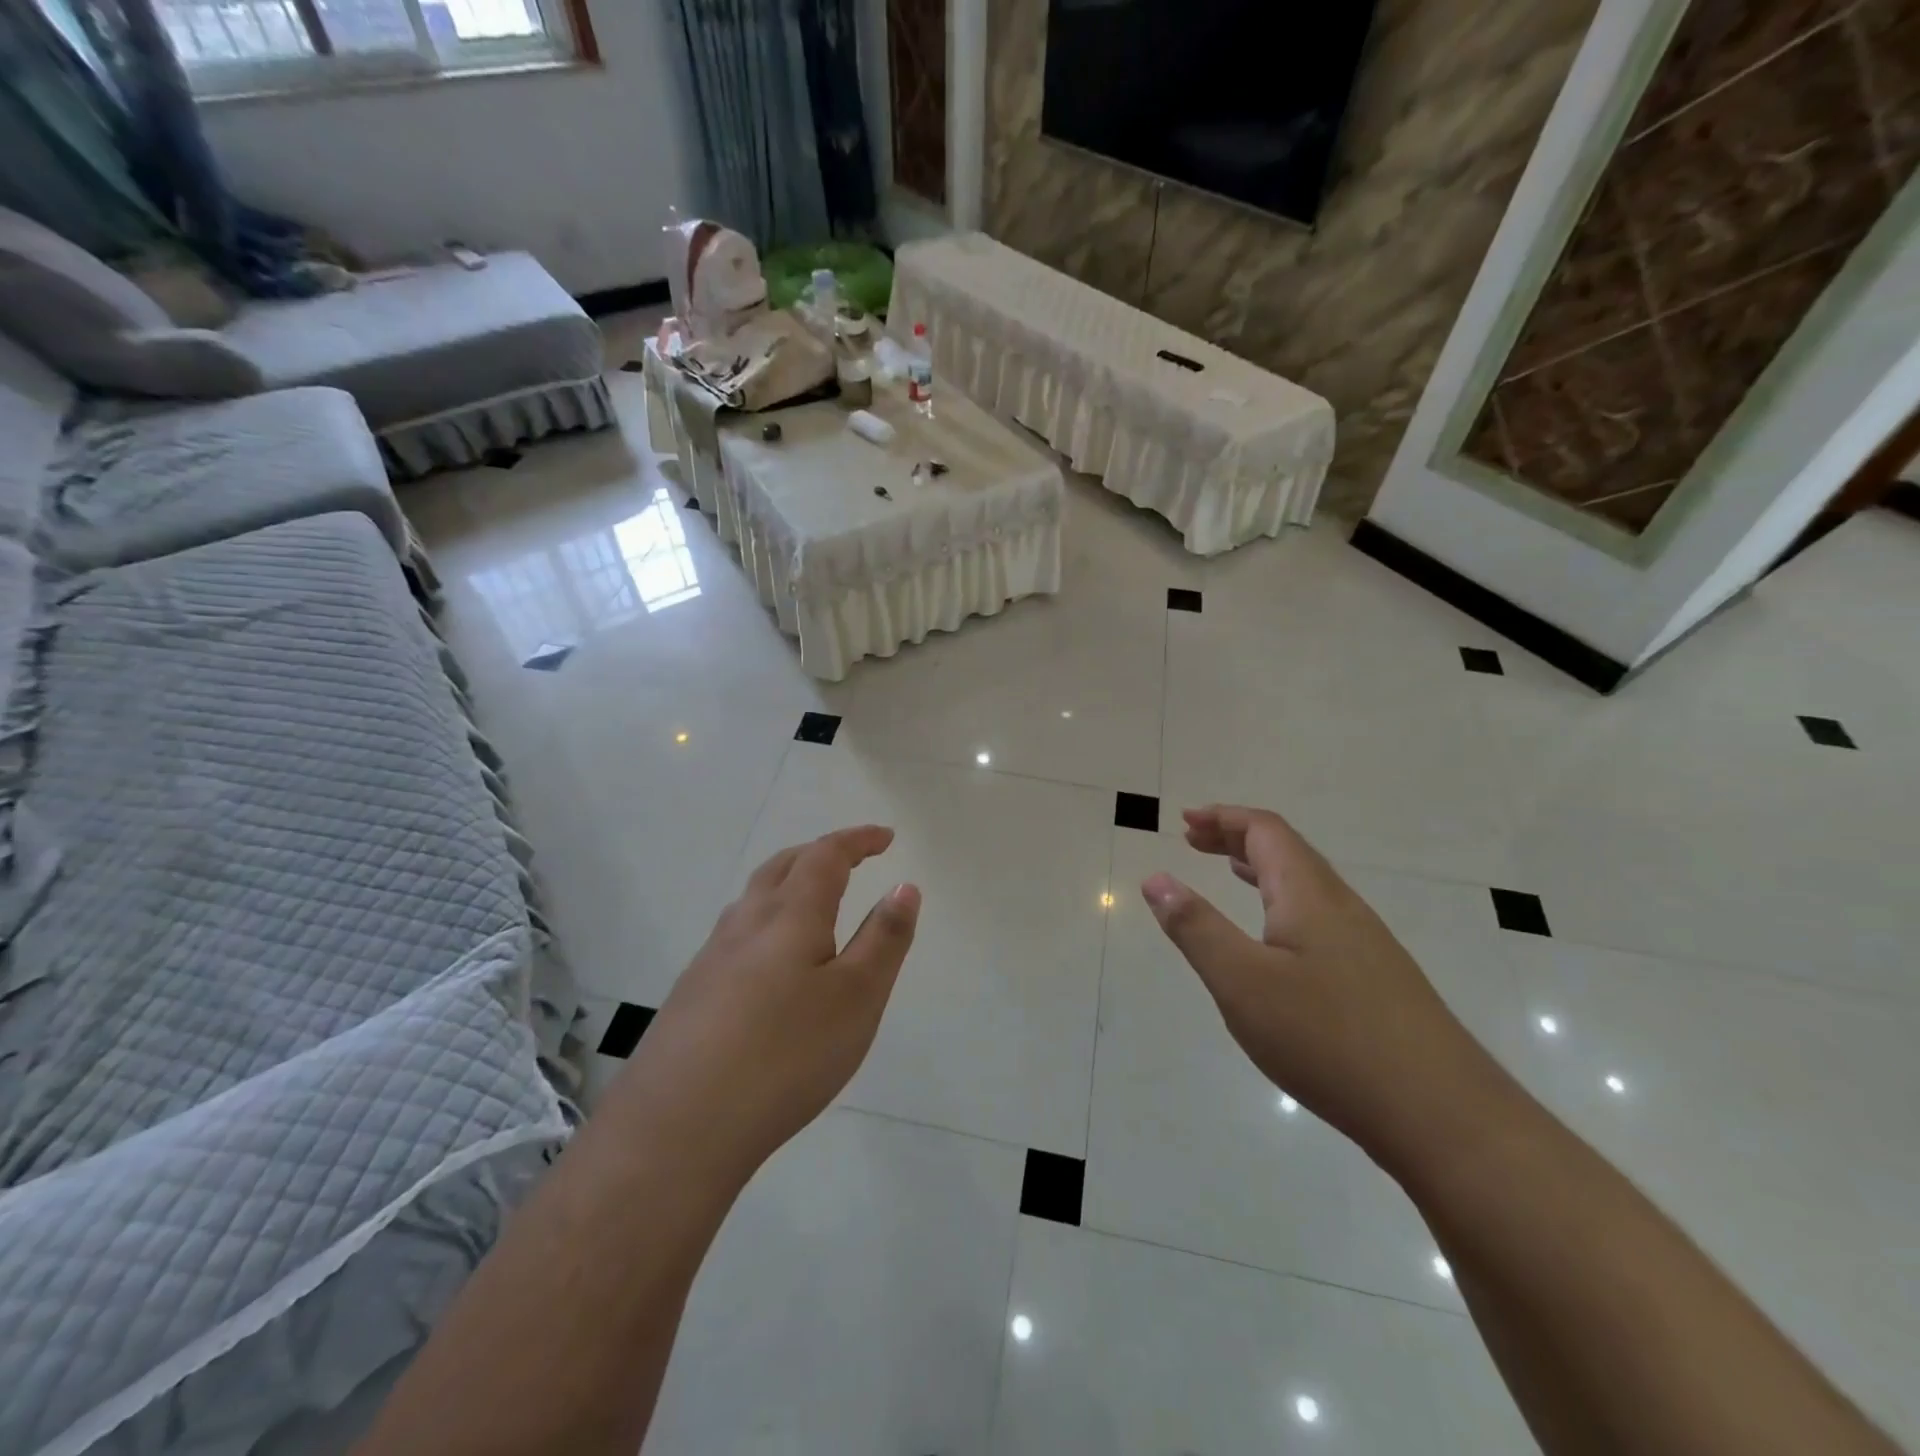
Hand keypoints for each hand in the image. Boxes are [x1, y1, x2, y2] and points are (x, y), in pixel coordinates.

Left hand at [622, 825, 920, 1185]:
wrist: (677, 1127)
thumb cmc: (786, 1055)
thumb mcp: (857, 997)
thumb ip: (884, 938)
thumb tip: (904, 885)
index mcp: (790, 915)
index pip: (826, 855)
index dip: (857, 840)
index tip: (886, 837)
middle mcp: (745, 924)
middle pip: (782, 866)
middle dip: (820, 853)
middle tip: (851, 859)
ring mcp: (711, 958)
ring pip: (753, 899)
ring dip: (788, 884)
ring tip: (812, 903)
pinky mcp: (691, 994)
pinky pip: (737, 935)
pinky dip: (766, 922)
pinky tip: (770, 964)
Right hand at [1141, 805, 1494, 1159]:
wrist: (1442, 1116)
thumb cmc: (1328, 1039)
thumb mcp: (1242, 982)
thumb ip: (1196, 928)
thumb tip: (1155, 879)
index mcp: (1310, 895)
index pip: (1265, 831)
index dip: (1223, 818)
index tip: (1184, 820)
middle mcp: (1341, 907)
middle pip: (1287, 851)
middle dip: (1236, 838)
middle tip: (1192, 839)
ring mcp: (1366, 944)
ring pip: (1306, 885)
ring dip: (1260, 869)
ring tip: (1227, 872)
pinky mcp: (1376, 980)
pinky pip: (1319, 917)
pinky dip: (1282, 904)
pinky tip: (1275, 940)